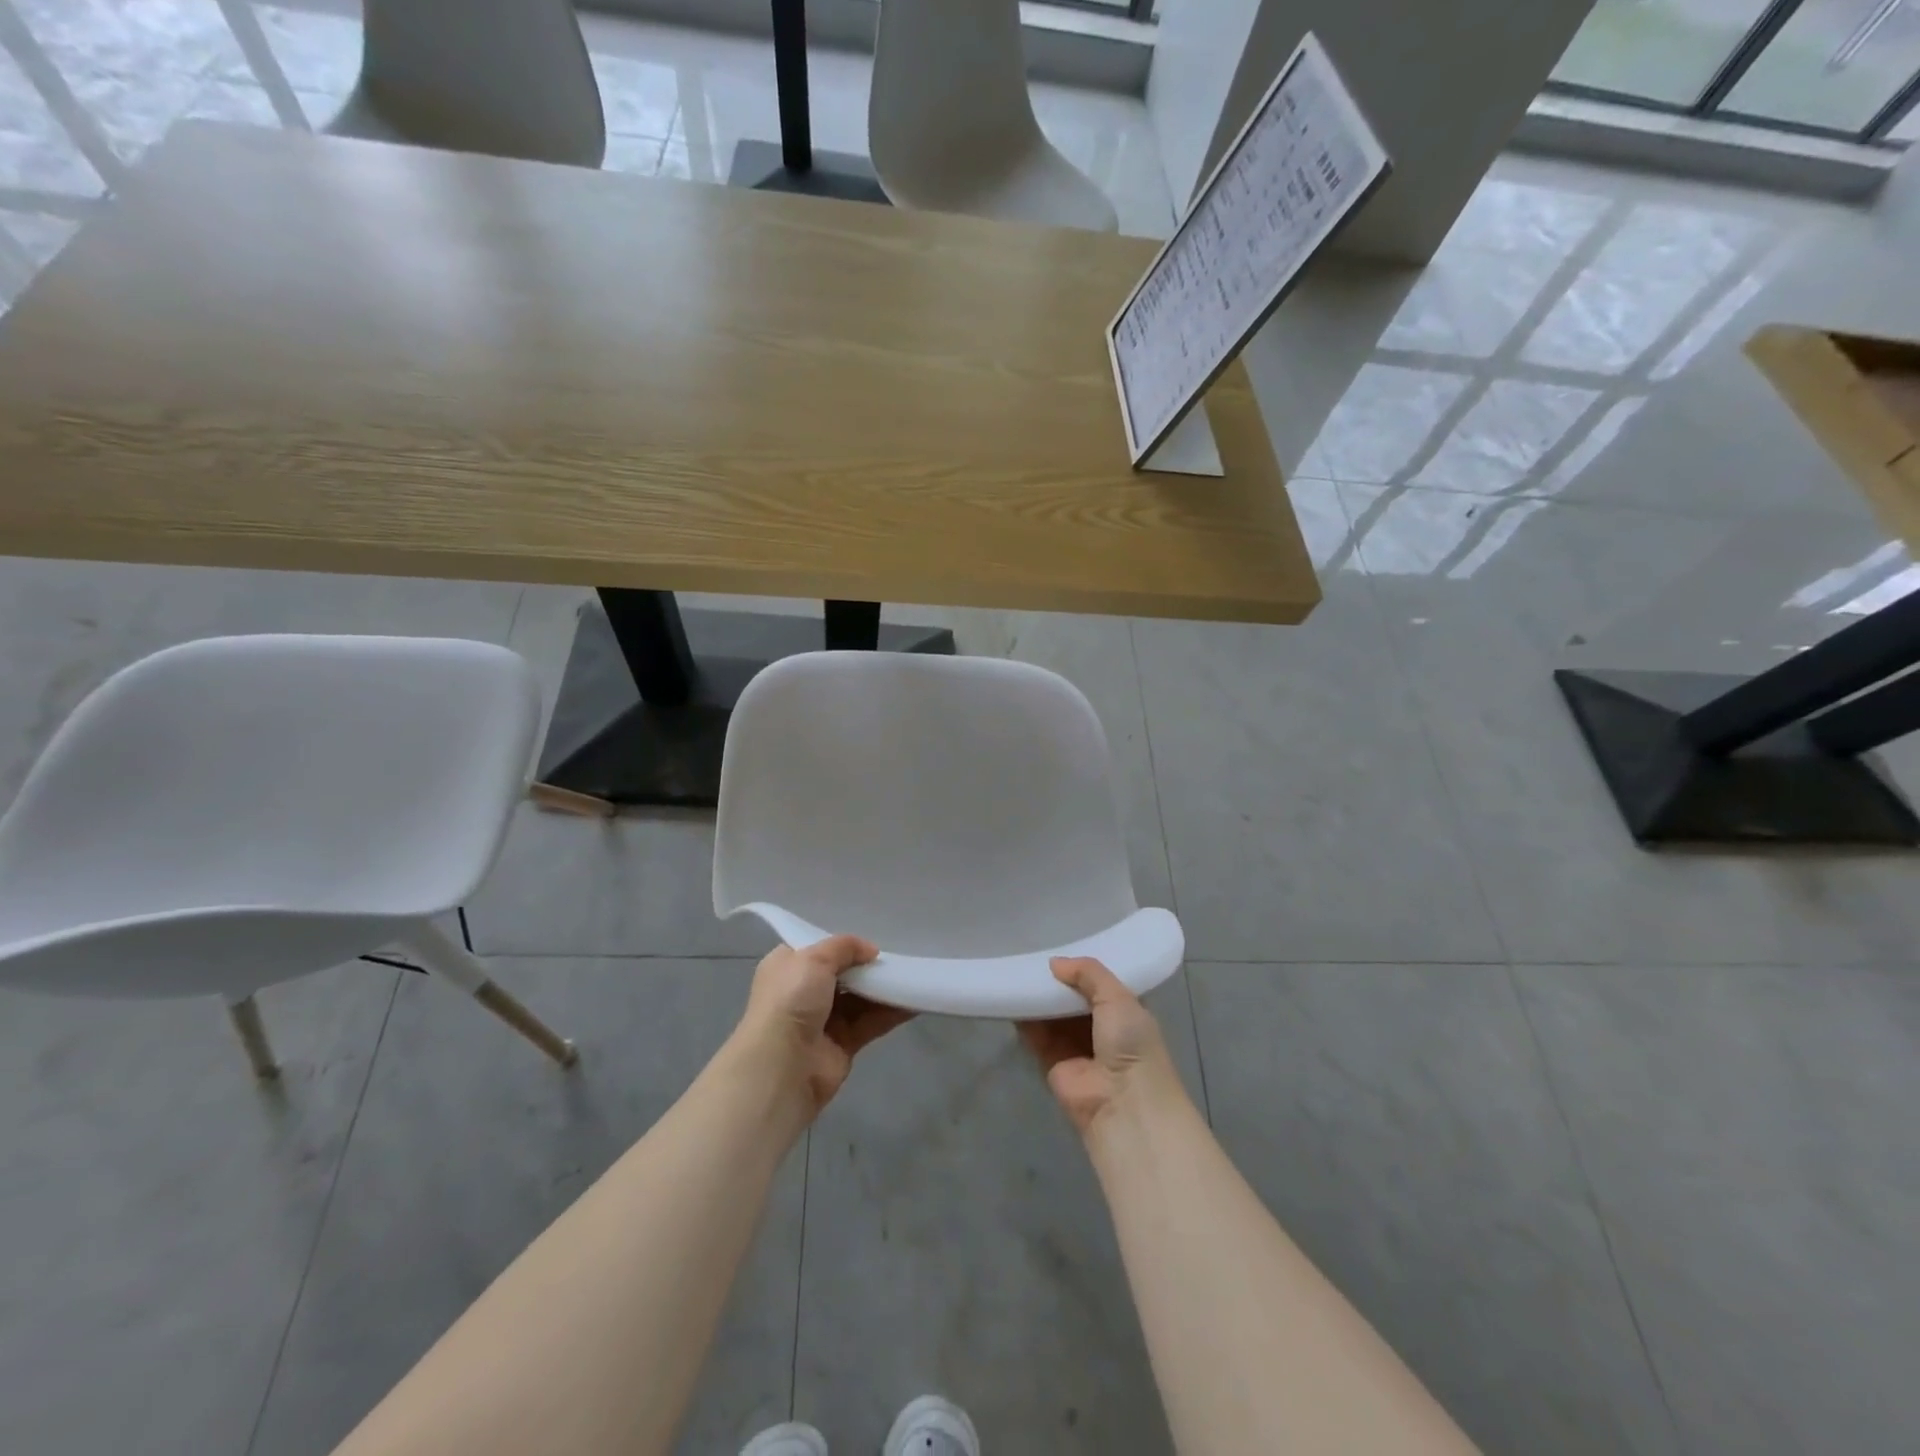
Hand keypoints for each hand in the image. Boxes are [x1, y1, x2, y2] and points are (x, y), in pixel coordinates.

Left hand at [733, 935, 914, 1116]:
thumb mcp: (814, 958)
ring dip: (883, 988)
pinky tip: (913, 1001)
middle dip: (866, 966)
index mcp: (787, 968)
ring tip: (911, 974)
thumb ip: (844, 947)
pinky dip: (890, 1012)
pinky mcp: (842, 1045)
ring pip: (859, 999)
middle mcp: (802, 993)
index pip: (816, 950)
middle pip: (842, 974)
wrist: (783, 1065)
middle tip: (896, 955)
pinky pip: (870, 1022)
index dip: (841, 945)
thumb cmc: (791, 1000)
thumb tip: (871, 951)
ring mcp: (822, 1021)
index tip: (869, 938)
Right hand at [1019, 957, 1183, 1136]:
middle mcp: (1101, 1028)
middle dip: (1056, 980)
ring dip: (1038, 997)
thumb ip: (1089, 973)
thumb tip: (1055, 963)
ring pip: (1052, 1014)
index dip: (1082, 967)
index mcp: (1124, 1011)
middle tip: (1032, 953)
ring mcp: (1076, 1046)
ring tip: (1017, 969)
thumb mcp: (1118, 997)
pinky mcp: (1052, 1062)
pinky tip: (1011, 996)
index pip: (1100, 982)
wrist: (1123, 1104)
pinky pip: (1035, 1034)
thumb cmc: (1131, 1044)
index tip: (1060, 943)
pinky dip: (1024, 1018)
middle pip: (1072, 997)